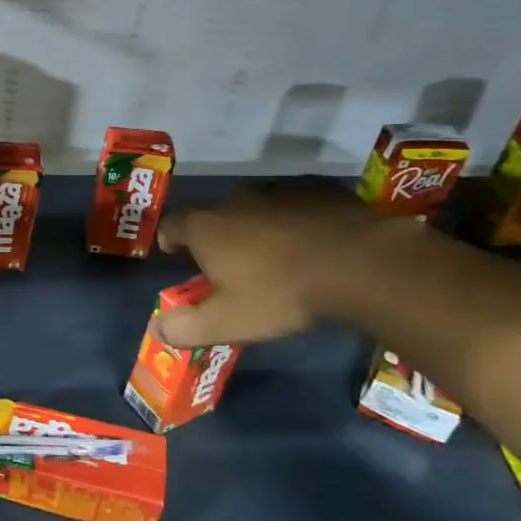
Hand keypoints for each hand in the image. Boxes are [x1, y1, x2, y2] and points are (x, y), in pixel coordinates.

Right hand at [153, 182, 407, 348]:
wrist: (363, 265)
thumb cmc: (282, 293)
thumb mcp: (228, 323)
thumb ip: (185, 327)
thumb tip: (157, 328)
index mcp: (206, 227)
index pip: (171, 225)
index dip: (169, 240)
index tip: (176, 255)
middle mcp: (236, 200)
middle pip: (214, 215)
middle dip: (216, 236)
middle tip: (230, 265)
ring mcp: (280, 192)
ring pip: (256, 208)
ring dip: (257, 227)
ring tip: (274, 256)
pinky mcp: (320, 191)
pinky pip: (296, 206)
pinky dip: (295, 222)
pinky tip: (313, 245)